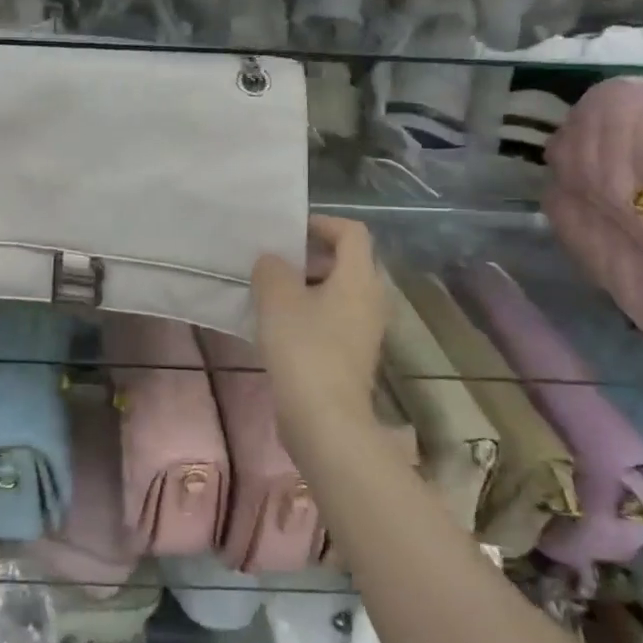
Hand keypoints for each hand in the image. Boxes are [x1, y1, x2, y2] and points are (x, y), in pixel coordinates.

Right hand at [252, 216, 386, 447]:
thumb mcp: (276, 297)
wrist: (324, 419)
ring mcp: (364, 331)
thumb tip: (272, 261)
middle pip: (347, 262)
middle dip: (311, 255)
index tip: (290, 231)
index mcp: (359, 278)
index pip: (352, 232)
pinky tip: (279, 326)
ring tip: (271, 291)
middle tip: (276, 260)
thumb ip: (271, 268)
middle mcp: (371, 300)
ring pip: (338, 293)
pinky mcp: (352, 356)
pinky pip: (333, 319)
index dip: (322, 223)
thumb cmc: (303, 348)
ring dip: (307, 286)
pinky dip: (310, 312)